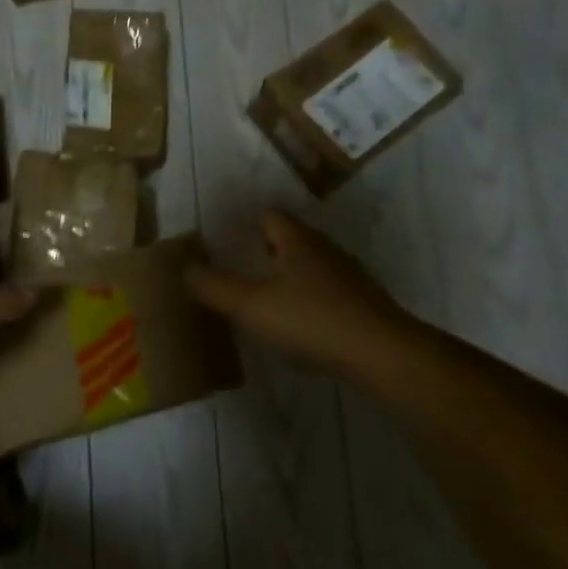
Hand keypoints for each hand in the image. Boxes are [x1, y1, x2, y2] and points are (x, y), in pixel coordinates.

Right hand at [187, 210, 413, 385]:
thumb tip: (186, 269)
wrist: (382, 353)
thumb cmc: (310, 320)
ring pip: (312, 265)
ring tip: (268, 297)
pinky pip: (329, 290)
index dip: (247, 223)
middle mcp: (324, 249)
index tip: (228, 240)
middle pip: (292, 238)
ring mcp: (349, 275)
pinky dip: (311, 299)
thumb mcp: (250, 306)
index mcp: (296, 241)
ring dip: (291, 275)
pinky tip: (302, 324)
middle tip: (242, 269)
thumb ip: (215, 287)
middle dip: (267, 249)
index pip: (269, 215)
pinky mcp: (364, 302)